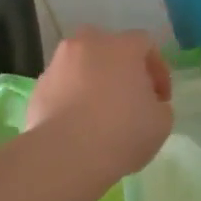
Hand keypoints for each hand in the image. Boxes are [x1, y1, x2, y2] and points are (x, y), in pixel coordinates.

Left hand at [26, 27, 173, 180]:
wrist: (66, 155)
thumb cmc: (123, 132)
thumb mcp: (162, 121)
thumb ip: (159, 104)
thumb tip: (148, 104)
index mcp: (121, 46)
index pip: (146, 45)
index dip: (158, 71)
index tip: (161, 99)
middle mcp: (87, 45)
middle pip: (110, 48)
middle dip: (123, 69)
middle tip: (131, 98)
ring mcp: (58, 65)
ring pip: (83, 66)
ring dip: (95, 82)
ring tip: (102, 114)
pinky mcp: (38, 88)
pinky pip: (64, 86)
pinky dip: (73, 98)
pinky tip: (80, 125)